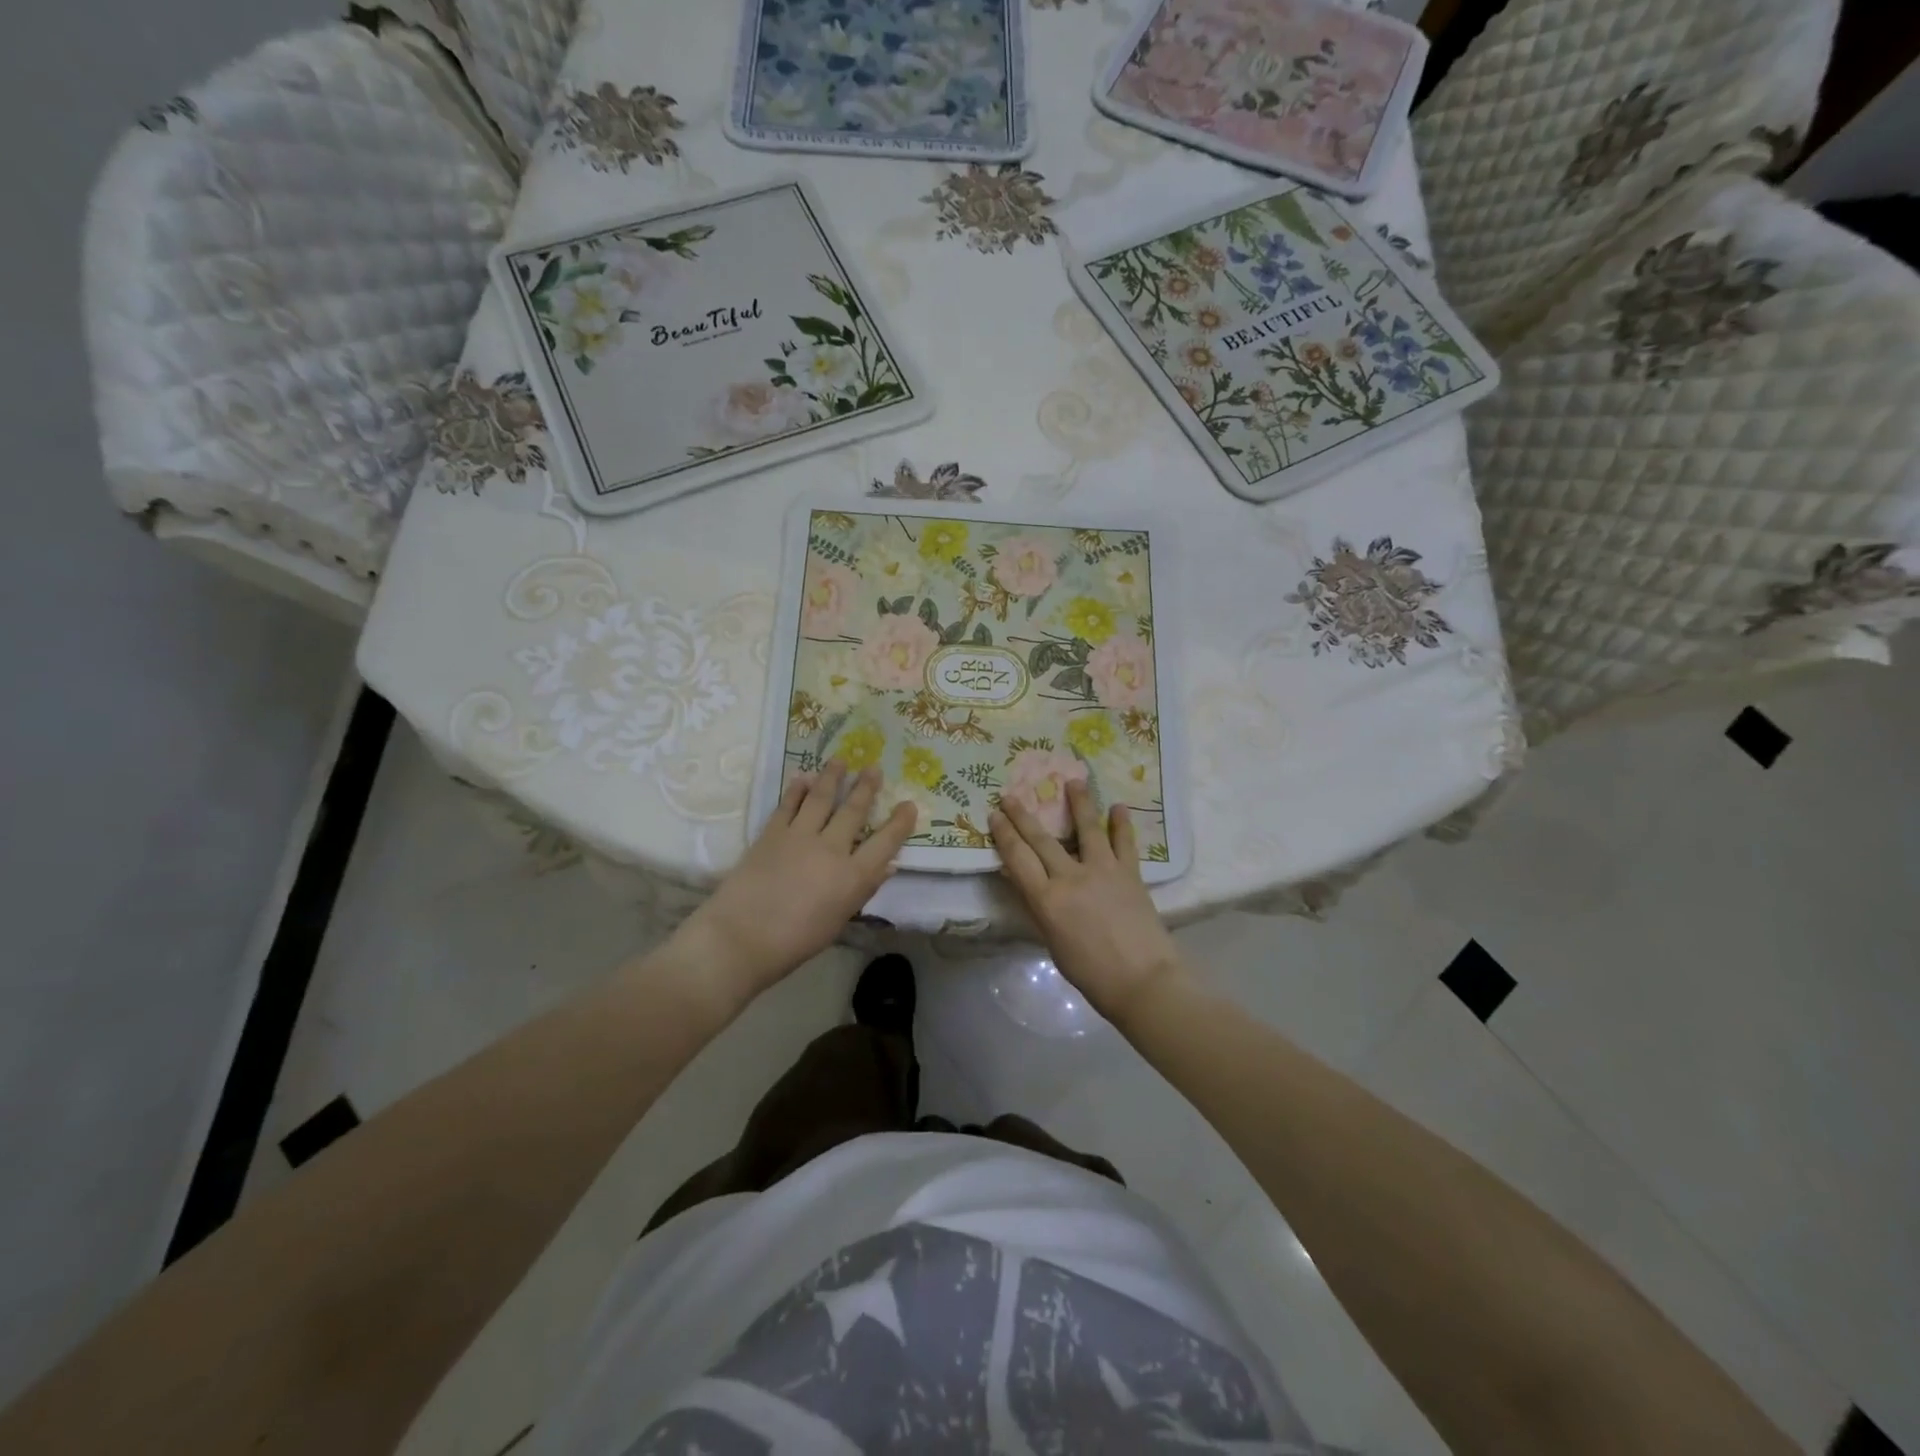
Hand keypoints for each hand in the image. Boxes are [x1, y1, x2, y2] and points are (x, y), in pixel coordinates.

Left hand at [675, 763, 915, 1009]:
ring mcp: (800, 837)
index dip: (900, 823)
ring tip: (840, 760)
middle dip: (866, 788)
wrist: (741, 937)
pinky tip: (802, 777)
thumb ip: (863, 889)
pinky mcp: (772, 833)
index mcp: (853, 877)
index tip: (909, 805)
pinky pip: (788, 805)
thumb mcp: (838, 920)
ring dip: (832, 777)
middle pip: (853, 812)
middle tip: (874, 767)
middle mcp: (831, 849)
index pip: (885, 843)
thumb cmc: (795, 942)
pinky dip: (796, 789)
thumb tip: (888, 865)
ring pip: (821, 798)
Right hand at [990, 781, 1189, 1027]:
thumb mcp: (1053, 943)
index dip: (1004, 834)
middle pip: (1042, 839)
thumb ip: (1042, 910)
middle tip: (1010, 795)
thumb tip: (1031, 886)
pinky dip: (1122, 824)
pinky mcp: (1130, 873)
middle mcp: (1071, 877)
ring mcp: (1103, 871)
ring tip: (1074, 781)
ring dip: (1079, 803)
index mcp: (1047, 900)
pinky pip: (1125, 843)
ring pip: (1087, 829)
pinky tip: (1119, 807)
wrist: (1143, 982)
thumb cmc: (1091, 974)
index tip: (994, 815)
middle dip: (1023, 816)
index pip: (1018, 858)